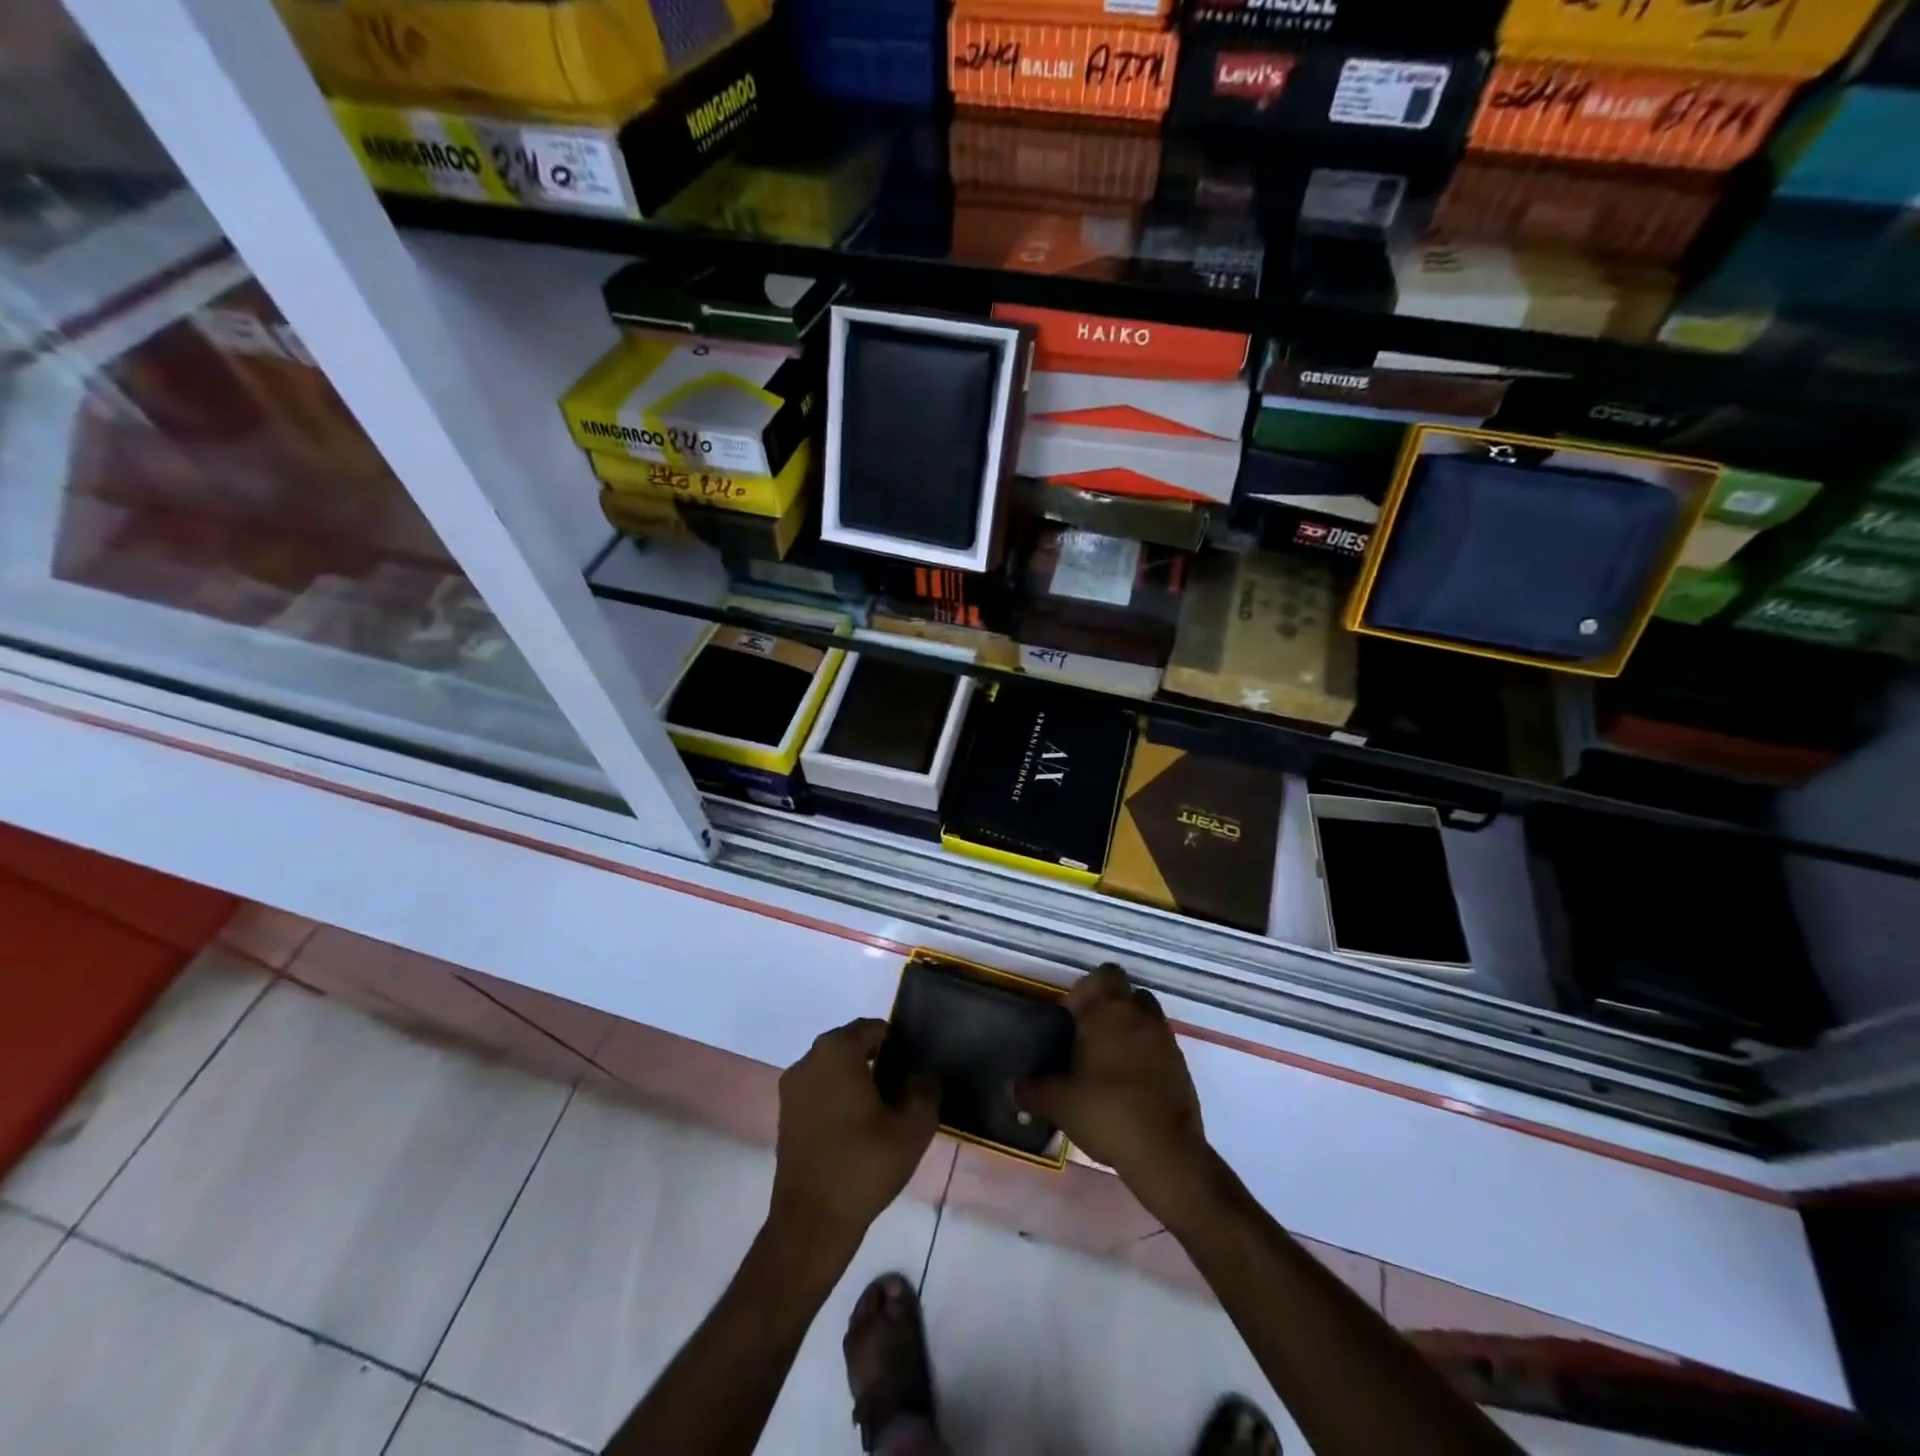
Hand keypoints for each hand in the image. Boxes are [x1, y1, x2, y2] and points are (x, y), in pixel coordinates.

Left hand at [770, 1018, 938, 1251]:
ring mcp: (792, 1089)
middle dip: (879, 1062)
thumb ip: (925, 1091)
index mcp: (836, 1050)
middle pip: (852, 1046)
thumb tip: (923, 1077)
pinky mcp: (786, 1116)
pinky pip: (820, 1093)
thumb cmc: (863, 1164)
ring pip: (834, 1070)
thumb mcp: (912, 1127)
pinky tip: (860, 1130)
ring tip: (885, 1112)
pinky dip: (839, 1100)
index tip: (915, 1068)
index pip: (874, 1029)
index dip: (898, 1044)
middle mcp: (808, 1060)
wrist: (812, 1222)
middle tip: (905, 1090)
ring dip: (858, 1082)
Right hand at [1019, 965, 1208, 1216]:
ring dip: (1129, 1034)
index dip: (1087, 989)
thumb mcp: (1059, 1102)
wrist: (1166, 1153)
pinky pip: (1159, 1049)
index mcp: (1110, 1010)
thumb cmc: (1106, 1111)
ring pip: (1145, 1021)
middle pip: (1127, 995)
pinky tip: (1128, 1089)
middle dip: (1109, 1010)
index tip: (1071, 1017)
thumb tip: (1012, 1086)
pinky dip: (1145, 1059)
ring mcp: (1166, 1041)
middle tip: (1087, 1040)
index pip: (1104, 974)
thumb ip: (1032, 1089)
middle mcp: (1141, 1016)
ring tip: (1107, 1066)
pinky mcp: (1182, 1068)